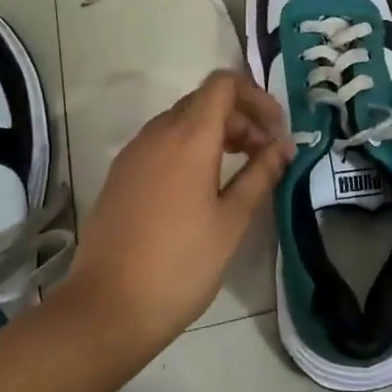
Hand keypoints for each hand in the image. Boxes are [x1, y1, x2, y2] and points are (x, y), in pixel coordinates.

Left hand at [61, 70, 292, 353]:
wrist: (107, 307)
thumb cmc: (181, 264)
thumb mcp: (232, 221)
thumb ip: (260, 174)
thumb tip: (284, 145)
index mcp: (189, 136)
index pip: (223, 84)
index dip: (255, 96)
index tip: (275, 130)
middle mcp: (158, 132)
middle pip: (204, 100)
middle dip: (239, 117)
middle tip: (263, 154)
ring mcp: (134, 151)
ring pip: (181, 121)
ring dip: (214, 132)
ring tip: (237, 170)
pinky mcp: (120, 173)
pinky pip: (161, 142)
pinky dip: (188, 147)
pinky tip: (200, 187)